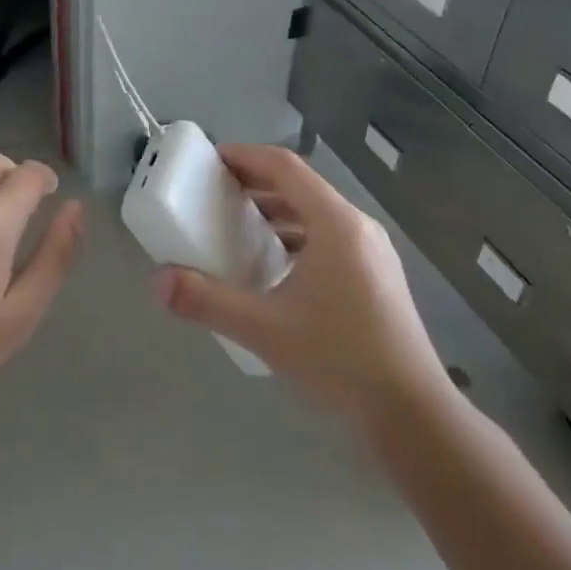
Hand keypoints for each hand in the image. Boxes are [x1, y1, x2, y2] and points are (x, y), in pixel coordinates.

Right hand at [153, 145, 448, 425]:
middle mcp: (358, 228)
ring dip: (276, 212)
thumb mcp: (265, 329)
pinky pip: (328, 239)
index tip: (211, 160)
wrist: (411, 412)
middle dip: (256, 184)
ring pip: (316, 215)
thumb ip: (208, 301)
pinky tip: (273, 268)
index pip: (285, 167)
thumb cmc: (339, 358)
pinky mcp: (376, 277)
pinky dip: (295, 238)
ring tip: (237, 227)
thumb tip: (159, 280)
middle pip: (301, 187)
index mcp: (336, 224)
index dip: (246, 156)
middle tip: (215, 193)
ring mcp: (372, 253)